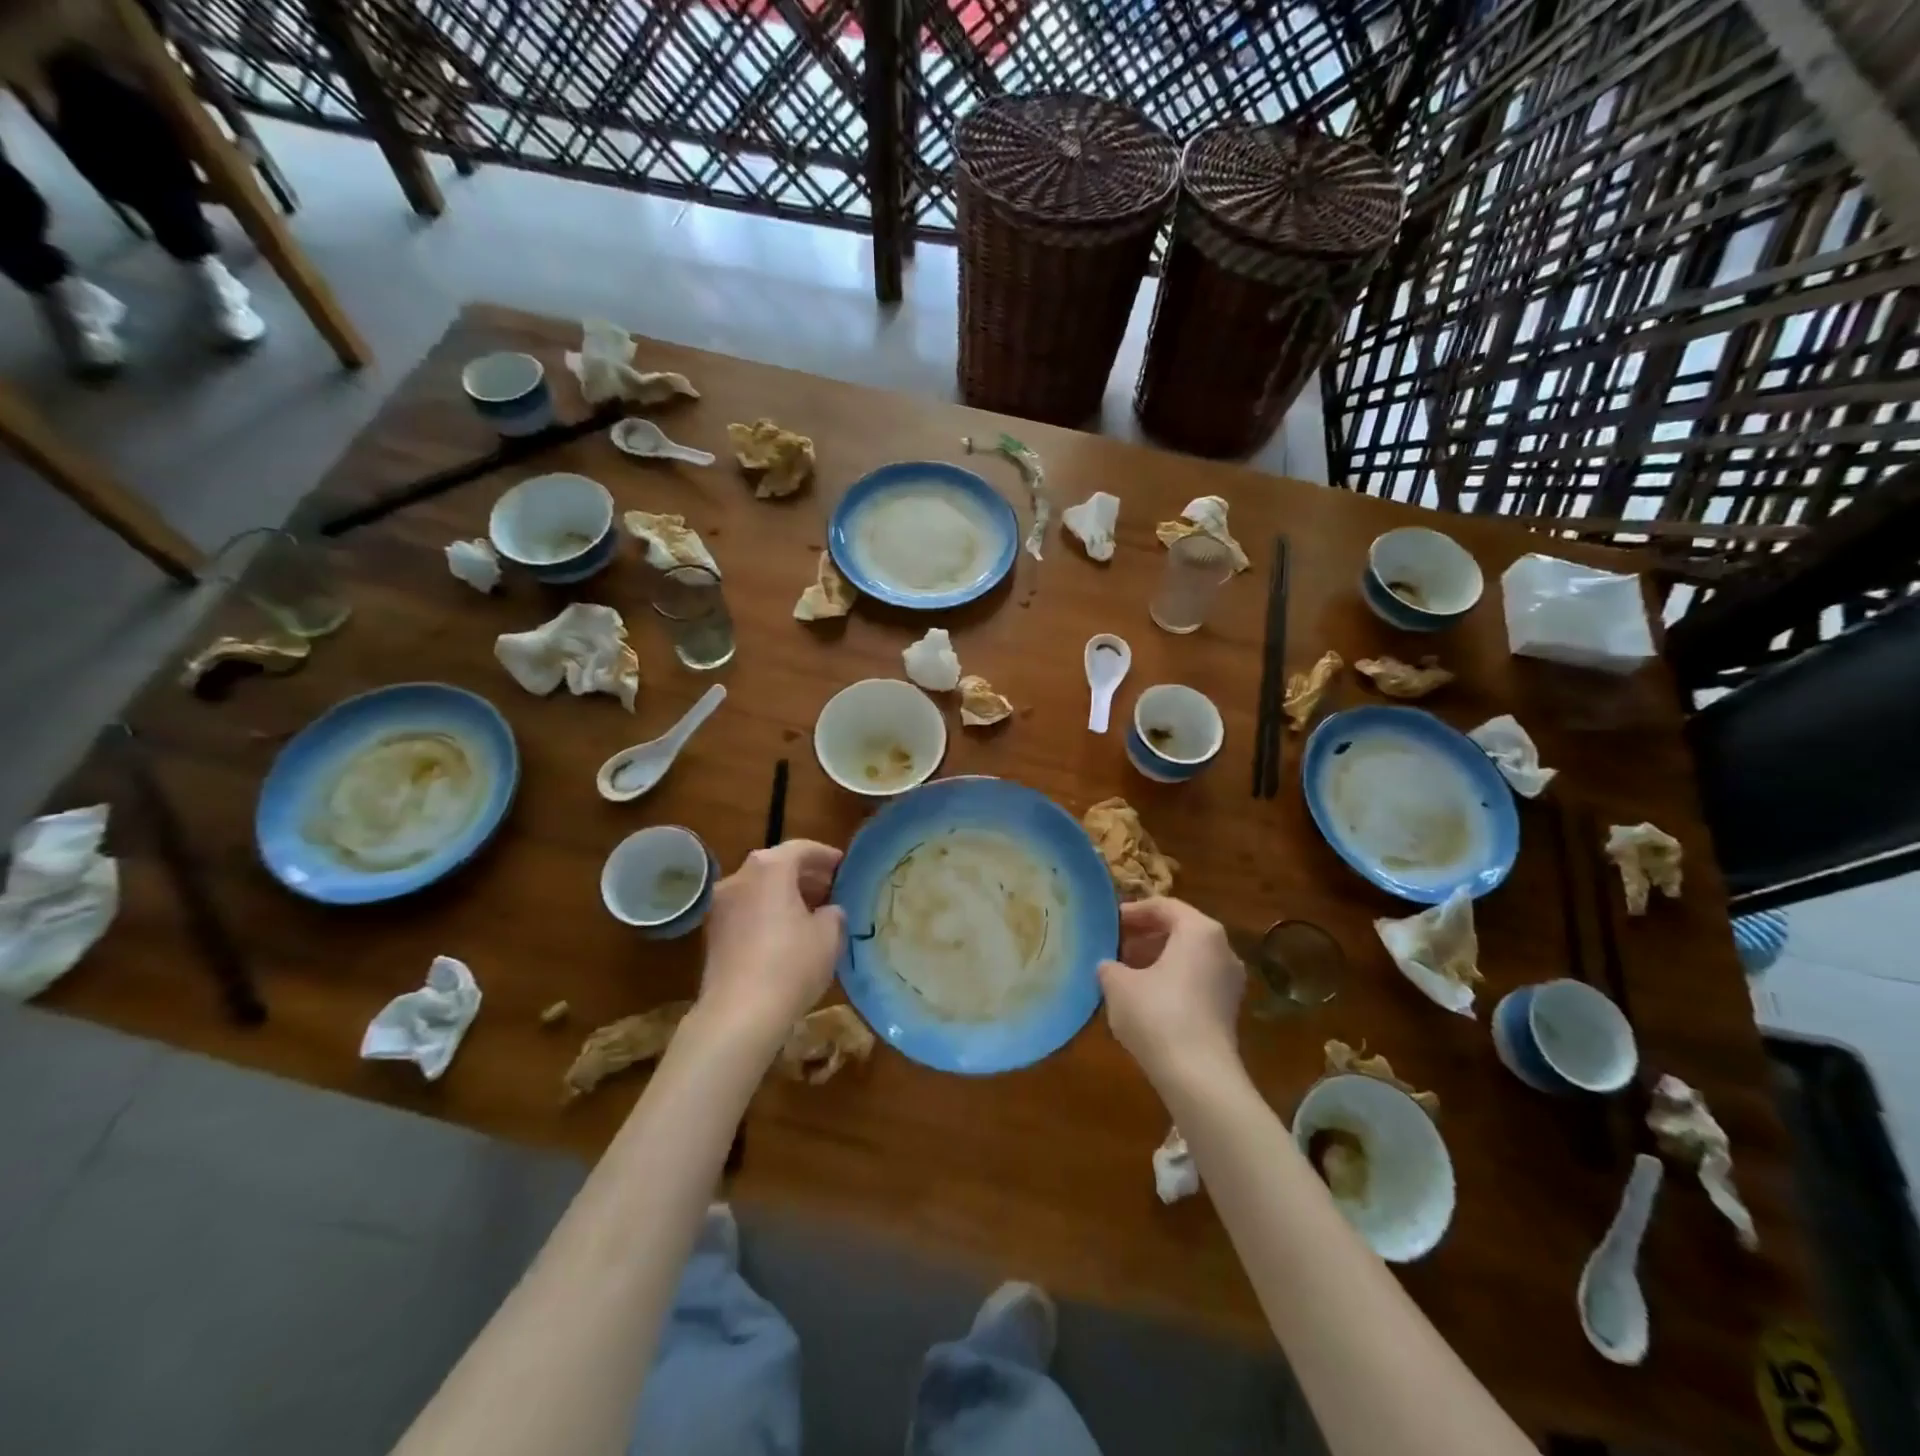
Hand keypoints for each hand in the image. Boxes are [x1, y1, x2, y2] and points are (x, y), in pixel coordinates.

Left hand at [699, 840, 845, 1040]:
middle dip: (805, 874)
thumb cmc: (791, 965)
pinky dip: (767, 911)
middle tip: (831, 889)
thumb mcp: (829, 936)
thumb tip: (828, 910)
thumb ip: (833, 913)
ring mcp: (721, 904)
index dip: (826, 855)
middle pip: (777, 865)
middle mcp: (740, 877)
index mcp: (770, 868)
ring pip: (759, 887)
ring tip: (812, 912)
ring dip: (785, 893)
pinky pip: (747, 909)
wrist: (738, 1014)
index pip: (801, 848)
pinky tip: (786, 933)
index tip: (844, 867)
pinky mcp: (712, 932)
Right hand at [1098, 897, 1244, 1086]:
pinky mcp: (1228, 1010)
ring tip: (1124, 974)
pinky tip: (1144, 1000)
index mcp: (1200, 931)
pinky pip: (1195, 982)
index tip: (1109, 924)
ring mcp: (1229, 982)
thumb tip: (1108, 967)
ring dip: (1156, 960)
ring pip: (1188, 958)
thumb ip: (1109, 966)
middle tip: (1114, 947)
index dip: (1133, 912)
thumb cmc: (1156, 1014)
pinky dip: (1171, 981)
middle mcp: (1222, 949)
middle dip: (1145, 937)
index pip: (1164, 906)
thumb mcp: (1118, 984)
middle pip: (1179, 930)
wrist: (1198, 1076)